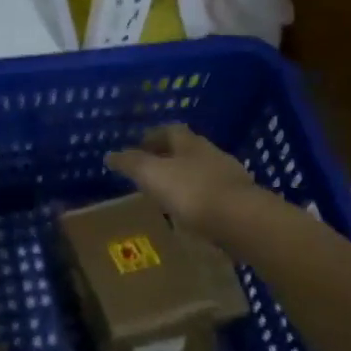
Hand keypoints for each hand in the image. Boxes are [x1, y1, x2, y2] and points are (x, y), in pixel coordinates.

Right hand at [105, 123, 256, 239]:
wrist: (241, 220)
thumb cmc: (191, 191)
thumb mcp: (152, 174)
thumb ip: (131, 163)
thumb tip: (110, 155)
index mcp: (189, 142)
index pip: (169, 130)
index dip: (152, 137)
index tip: (138, 148)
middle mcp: (211, 153)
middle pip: (187, 150)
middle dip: (169, 158)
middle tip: (151, 173)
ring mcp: (230, 177)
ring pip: (202, 172)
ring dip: (186, 180)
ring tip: (170, 196)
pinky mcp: (241, 201)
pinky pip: (214, 195)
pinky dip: (201, 201)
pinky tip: (193, 215)